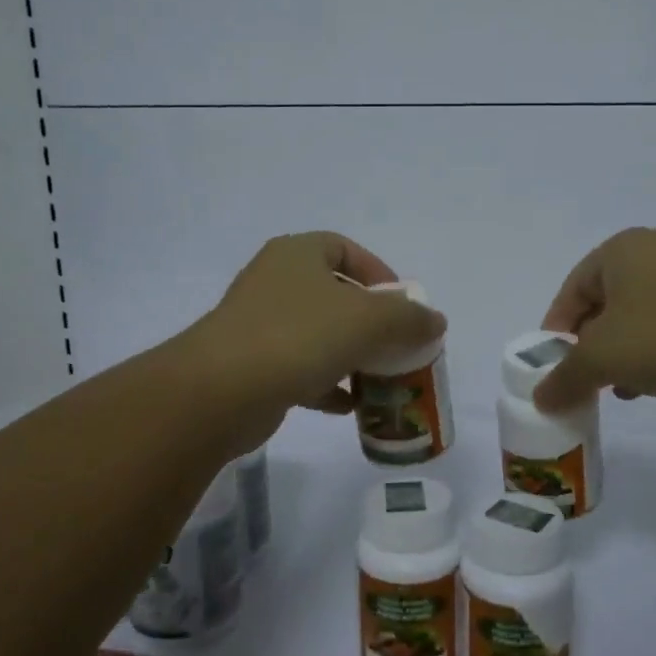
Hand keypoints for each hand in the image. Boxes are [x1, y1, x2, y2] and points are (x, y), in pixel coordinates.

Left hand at [193, 232, 446, 430]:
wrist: (220, 391)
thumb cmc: (298, 337)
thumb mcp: (368, 321)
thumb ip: (409, 318)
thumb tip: (435, 321)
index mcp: (297, 254)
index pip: (345, 249)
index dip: (378, 273)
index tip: (402, 305)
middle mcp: (275, 281)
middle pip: (334, 294)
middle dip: (369, 321)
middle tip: (396, 345)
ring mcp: (259, 324)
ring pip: (317, 333)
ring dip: (350, 354)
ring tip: (378, 377)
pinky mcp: (250, 364)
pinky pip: (299, 367)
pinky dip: (326, 383)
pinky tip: (348, 406)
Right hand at [533, 228, 655, 412]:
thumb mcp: (604, 358)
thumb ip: (565, 378)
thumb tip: (539, 399)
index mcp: (619, 251)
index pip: (570, 291)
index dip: (555, 332)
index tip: (552, 370)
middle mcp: (653, 255)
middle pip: (603, 306)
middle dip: (590, 348)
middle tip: (584, 383)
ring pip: (639, 320)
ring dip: (624, 356)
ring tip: (619, 390)